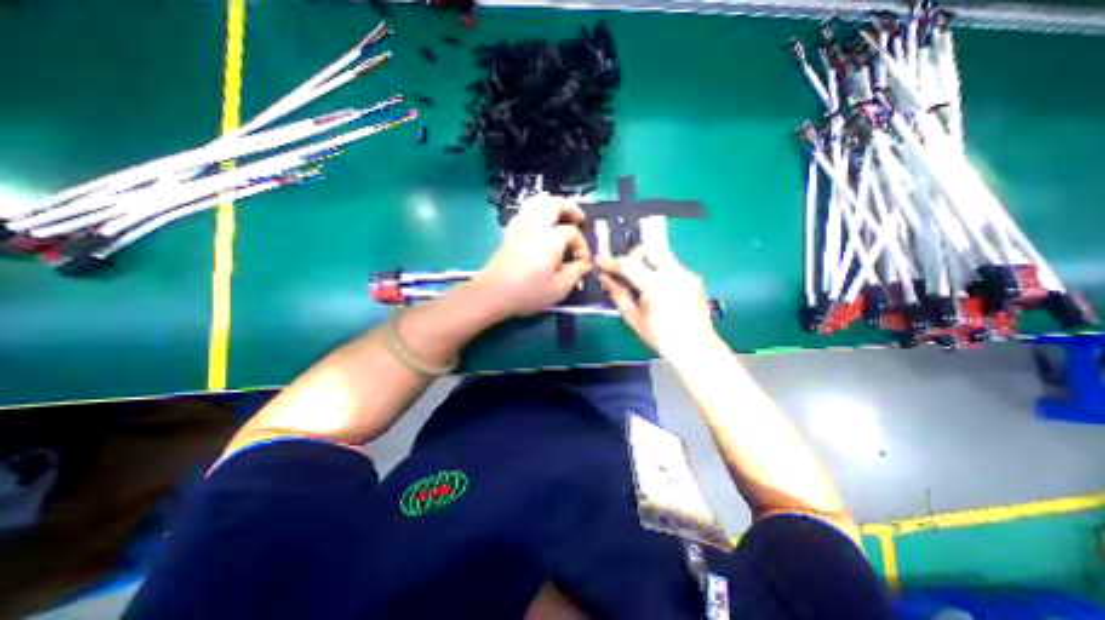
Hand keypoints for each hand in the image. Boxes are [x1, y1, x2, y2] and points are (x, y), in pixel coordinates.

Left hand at [476, 195, 594, 318]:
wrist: (493, 294)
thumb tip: (585, 264)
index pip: (573, 233)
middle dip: (570, 209)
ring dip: (553, 205)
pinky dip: (537, 211)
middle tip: (580, 219)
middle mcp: (535, 226)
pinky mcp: (510, 232)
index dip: (582, 247)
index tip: (582, 263)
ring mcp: (520, 226)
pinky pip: (526, 212)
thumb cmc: (528, 292)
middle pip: (555, 204)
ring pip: (538, 203)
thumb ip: (576, 273)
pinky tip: (541, 225)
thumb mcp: (559, 289)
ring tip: (562, 216)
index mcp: (550, 238)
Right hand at [600, 244, 722, 361]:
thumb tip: (606, 279)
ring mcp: (687, 274)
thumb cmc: (661, 337)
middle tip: (626, 271)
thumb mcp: (633, 318)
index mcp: (656, 286)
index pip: (629, 264)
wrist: (696, 348)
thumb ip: (618, 295)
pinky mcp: (693, 278)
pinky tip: (658, 290)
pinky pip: (672, 266)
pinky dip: (660, 271)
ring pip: (662, 255)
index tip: (602, 266)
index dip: (612, 263)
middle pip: (649, 248)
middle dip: (633, 256)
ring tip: (641, 281)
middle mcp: (674, 273)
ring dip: (647, 262)